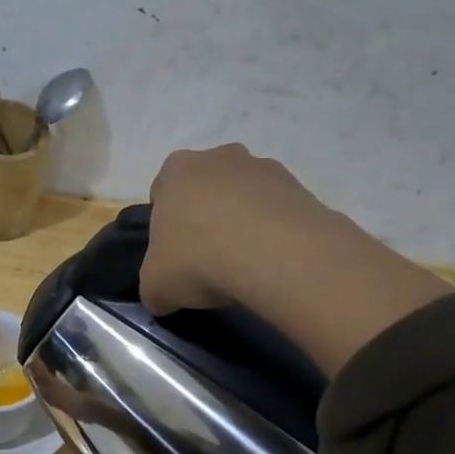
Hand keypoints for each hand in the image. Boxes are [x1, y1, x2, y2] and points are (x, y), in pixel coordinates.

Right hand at [140, 143, 454, 373]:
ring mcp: (264, 167)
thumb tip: (163, 296)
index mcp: (176, 170)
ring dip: (243, 223)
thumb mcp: (155, 287)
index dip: (166, 227)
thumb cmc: (200, 260)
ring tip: (246, 266)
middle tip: (208, 259)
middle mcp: (219, 157)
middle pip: (205, 190)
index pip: (162, 194)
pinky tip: (273, 263)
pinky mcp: (301, 187)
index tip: (175, 256)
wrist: (277, 257)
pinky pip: (277, 212)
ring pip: (244, 198)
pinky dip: (274, 233)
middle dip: (206, 218)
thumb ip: (154, 286)